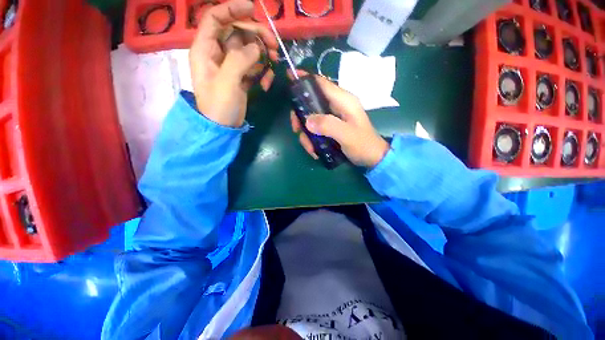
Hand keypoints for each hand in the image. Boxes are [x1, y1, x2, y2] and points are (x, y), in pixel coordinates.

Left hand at [189, 0, 277, 127]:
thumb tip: (256, 47)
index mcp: (205, 49)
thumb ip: (239, 60)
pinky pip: (253, 66)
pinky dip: (262, 72)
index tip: (253, 8)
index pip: (215, 18)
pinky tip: (266, 83)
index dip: (232, 9)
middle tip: (274, 45)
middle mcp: (217, 53)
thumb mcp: (227, 82)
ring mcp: (230, 66)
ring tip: (275, 63)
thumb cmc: (219, 106)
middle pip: (237, 33)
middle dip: (256, 35)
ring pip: (248, 49)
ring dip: (263, 54)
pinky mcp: (241, 77)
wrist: (223, 128)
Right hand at [290, 75, 389, 167]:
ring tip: (310, 148)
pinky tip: (315, 150)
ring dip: (306, 133)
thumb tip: (306, 121)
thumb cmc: (363, 145)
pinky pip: (315, 129)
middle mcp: (336, 106)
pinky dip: (312, 139)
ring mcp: (333, 117)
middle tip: (296, 129)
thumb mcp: (347, 135)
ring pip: (311, 118)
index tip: (289, 77)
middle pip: (311, 102)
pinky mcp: (331, 127)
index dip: (305, 78)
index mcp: (343, 101)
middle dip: (300, 116)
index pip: (322, 83)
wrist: (371, 157)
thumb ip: (328, 125)